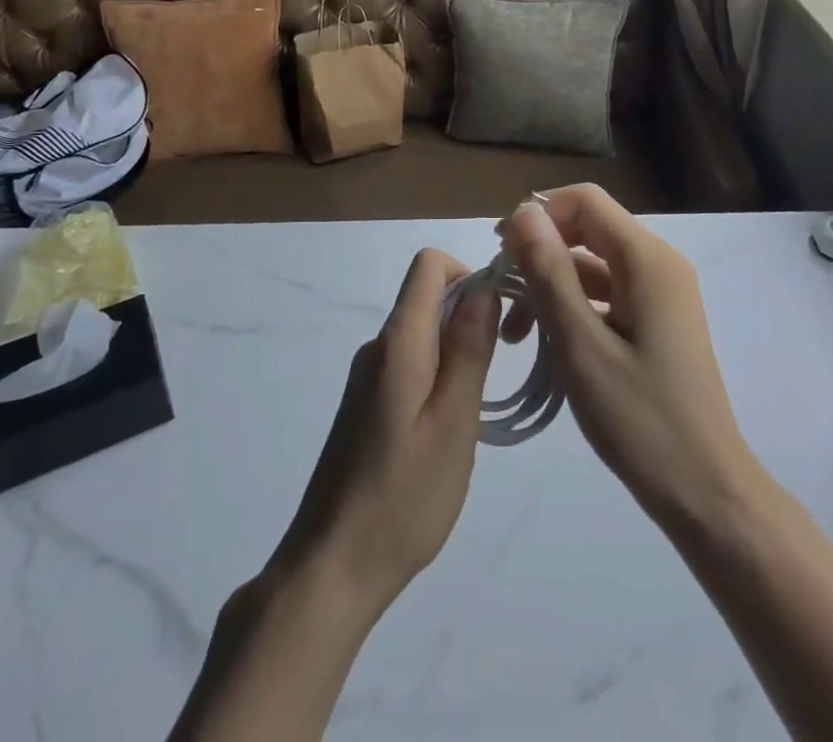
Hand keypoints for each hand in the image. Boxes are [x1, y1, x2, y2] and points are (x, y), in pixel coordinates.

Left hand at [266, 248, 499, 617]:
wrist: (330, 567)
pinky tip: (446, 433)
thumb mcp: (453, 422)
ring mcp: (368, 376)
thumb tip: (484, 288)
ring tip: (475, 412)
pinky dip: (438, 378)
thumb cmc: (402, 497)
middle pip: (428, 298)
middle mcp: (378, 346)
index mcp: (399, 340)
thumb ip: (469, 350)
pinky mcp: (365, 405)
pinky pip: (410, 366)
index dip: (470, 273)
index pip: (429, 265)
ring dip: (457, 353)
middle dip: (471, 317)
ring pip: (423, 335)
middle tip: (500, 371)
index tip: (502, 316)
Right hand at [500, 185, 761, 529]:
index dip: (538, 214)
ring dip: (551, 285)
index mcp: (647, 259)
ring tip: (514, 332)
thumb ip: (550, 273)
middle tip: (501, 291)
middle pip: (588, 229)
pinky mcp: (657, 321)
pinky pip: (607, 294)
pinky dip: (573, 306)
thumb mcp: (581, 345)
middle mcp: (658, 263)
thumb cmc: (642, 419)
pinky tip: (545, 342)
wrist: (707, 493)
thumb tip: (522, 213)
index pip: (585, 201)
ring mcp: (660, 294)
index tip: (500, 252)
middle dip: (540, 251)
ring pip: (593, 264)